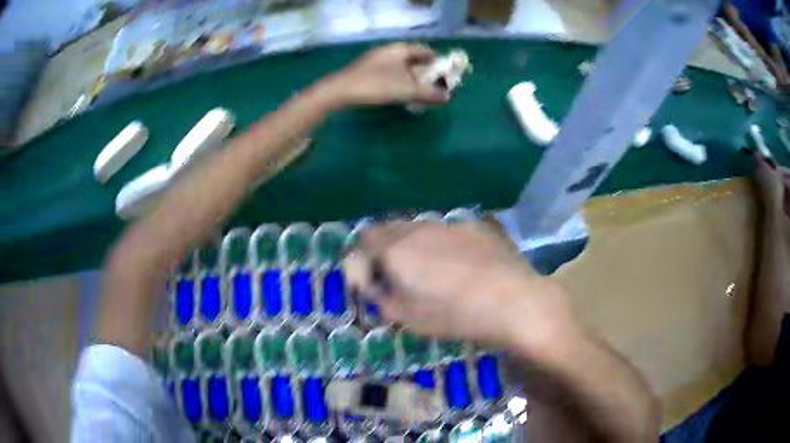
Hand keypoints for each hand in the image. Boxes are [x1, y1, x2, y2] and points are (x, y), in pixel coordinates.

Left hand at [322, 43, 449, 105]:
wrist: (340, 91)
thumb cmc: (377, 85)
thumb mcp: (407, 90)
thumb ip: (429, 93)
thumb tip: (447, 97)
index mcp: (400, 49)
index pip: (425, 51)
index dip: (438, 62)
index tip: (446, 74)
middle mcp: (389, 51)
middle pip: (413, 59)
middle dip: (425, 72)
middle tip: (434, 85)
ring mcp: (376, 60)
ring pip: (400, 67)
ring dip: (412, 78)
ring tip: (419, 92)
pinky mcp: (366, 71)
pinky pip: (390, 73)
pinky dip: (399, 81)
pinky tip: (400, 93)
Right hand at [344, 221, 573, 351]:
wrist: (512, 300)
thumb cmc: (455, 315)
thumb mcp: (408, 317)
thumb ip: (382, 298)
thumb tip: (375, 287)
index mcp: (396, 250)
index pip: (363, 242)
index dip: (362, 261)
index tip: (372, 282)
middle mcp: (418, 229)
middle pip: (387, 228)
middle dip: (383, 249)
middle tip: (396, 275)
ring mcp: (448, 224)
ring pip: (417, 227)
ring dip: (412, 243)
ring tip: (429, 269)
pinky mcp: (473, 225)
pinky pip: (445, 230)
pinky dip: (440, 242)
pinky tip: (460, 263)